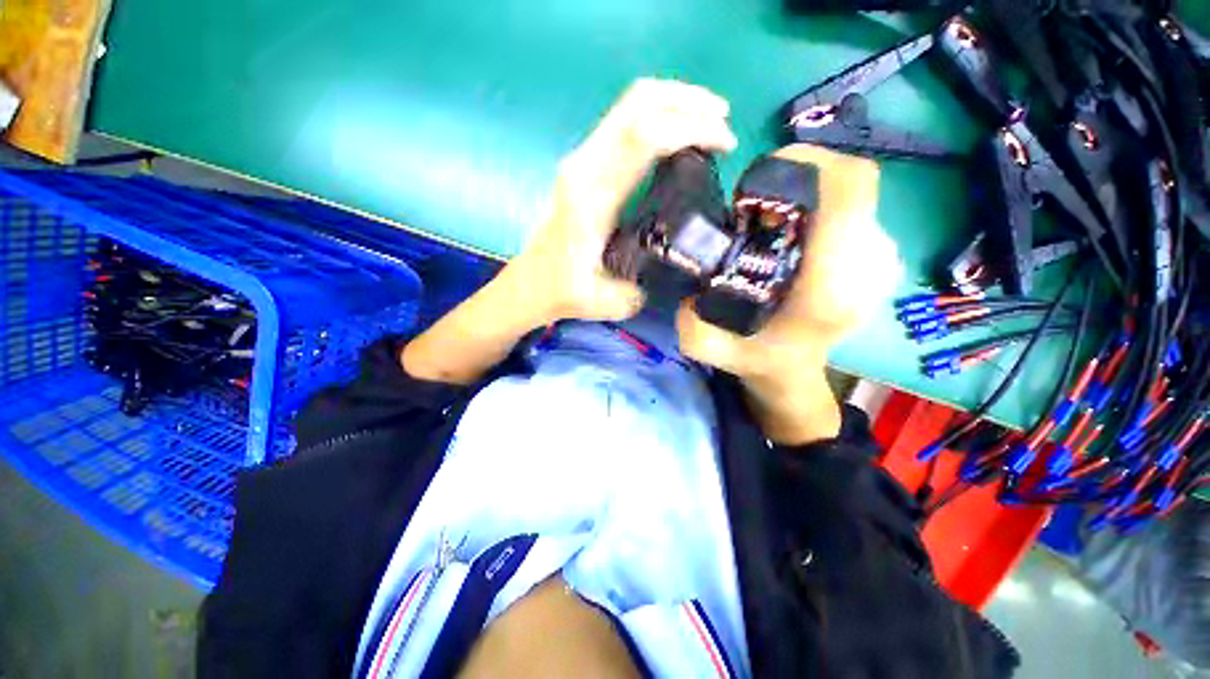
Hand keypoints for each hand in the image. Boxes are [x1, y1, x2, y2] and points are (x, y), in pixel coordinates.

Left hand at [505, 78, 737, 324]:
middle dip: (687, 101)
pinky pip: (623, 124)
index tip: (725, 145)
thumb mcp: (612, 301)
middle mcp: (583, 167)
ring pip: (629, 106)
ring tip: (709, 120)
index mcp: (592, 197)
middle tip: (724, 119)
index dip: (691, 129)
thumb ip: (650, 284)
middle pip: (637, 103)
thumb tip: (679, 265)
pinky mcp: (582, 165)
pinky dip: (657, 119)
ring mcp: (580, 161)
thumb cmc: (564, 292)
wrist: (530, 283)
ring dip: (673, 104)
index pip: (644, 138)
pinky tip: (677, 137)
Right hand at [676, 144, 901, 443]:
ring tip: (773, 224)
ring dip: (811, 197)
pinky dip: (823, 210)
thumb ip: (692, 326)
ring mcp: (882, 262)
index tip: (765, 172)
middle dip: (802, 180)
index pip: (849, 191)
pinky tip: (795, 237)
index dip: (811, 162)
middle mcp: (868, 268)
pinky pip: (856, 212)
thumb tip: (689, 290)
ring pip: (852, 198)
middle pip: (850, 186)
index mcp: (830, 288)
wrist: (794, 371)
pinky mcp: (881, 259)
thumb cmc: (758, 358)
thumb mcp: (712, 349)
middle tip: (758, 206)